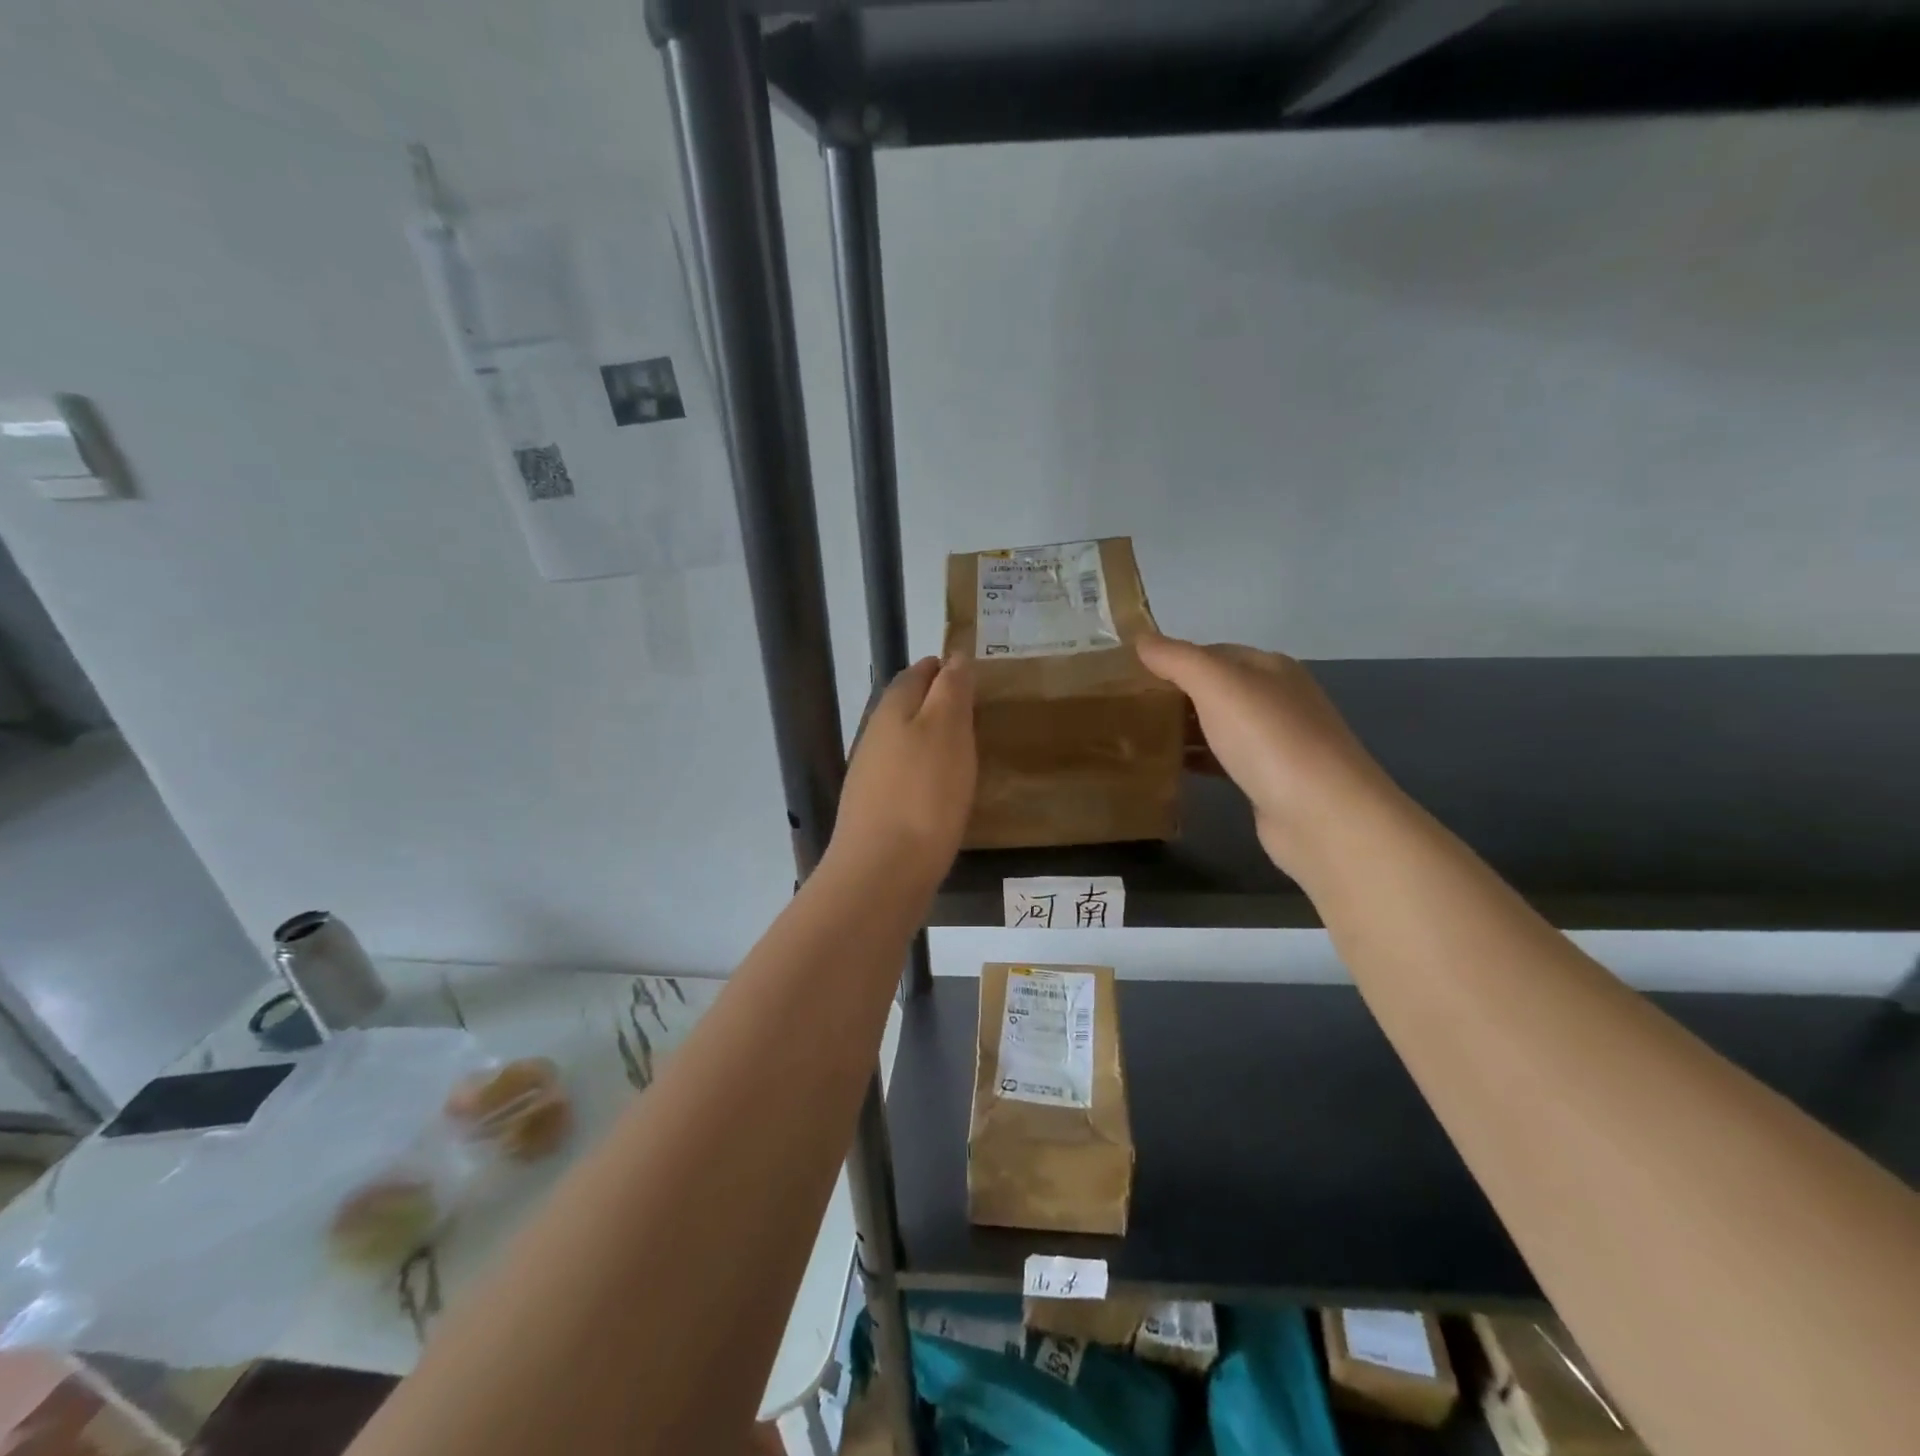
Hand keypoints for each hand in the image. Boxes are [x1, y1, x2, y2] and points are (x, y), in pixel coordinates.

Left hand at [827, 655, 975, 889]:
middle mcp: (874, 736)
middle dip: (937, 702)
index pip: (916, 673)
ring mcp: (870, 775)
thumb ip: (951, 690)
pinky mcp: (875, 809)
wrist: (882, 871)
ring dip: (931, 739)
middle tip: (976, 711)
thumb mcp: (947, 729)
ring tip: (966, 749)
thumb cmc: (923, 793)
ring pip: (904, 742)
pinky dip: (925, 772)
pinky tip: (944, 789)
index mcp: (892, 708)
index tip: (973, 674)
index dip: (944, 668)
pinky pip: (904, 776)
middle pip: (907, 706)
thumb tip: (955, 656)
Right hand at [1136, 635, 1391, 872]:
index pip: (1210, 652)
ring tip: (1136, 737)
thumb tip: (1141, 639)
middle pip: (1213, 689)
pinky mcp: (1267, 779)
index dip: (1171, 659)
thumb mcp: (1218, 685)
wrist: (1322, 816)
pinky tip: (1168, 768)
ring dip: (1182, 729)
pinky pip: (1222, 759)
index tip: (1127, 676)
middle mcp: (1275, 698)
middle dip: (1173, 695)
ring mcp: (1274, 741)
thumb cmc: (1269, 739)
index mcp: (1268, 667)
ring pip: (1217, 725)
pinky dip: (1196, 759)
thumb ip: (1178, 659)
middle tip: (1125, 708)